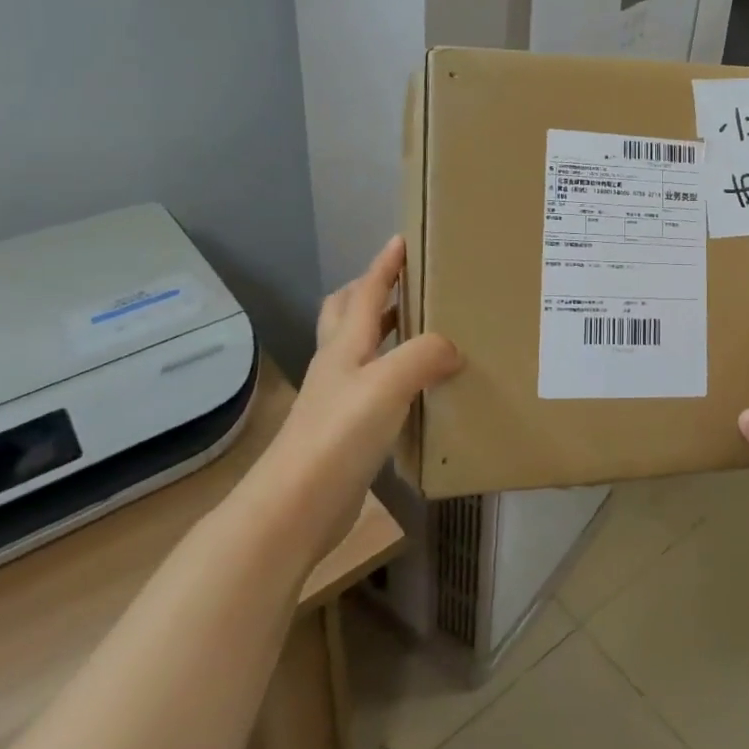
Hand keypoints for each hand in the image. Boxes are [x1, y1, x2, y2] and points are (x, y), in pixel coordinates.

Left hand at [254, 237, 461, 546]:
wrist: (295, 508)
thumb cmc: (339, 435)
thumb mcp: (388, 384)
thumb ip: (424, 356)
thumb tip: (453, 349)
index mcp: (344, 346)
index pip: (364, 293)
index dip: (383, 266)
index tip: (400, 239)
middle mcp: (338, 366)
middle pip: (345, 315)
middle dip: (369, 292)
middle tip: (402, 285)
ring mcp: (337, 400)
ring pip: (358, 350)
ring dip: (380, 332)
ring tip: (416, 329)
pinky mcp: (344, 432)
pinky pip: (372, 387)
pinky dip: (391, 374)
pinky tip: (415, 389)